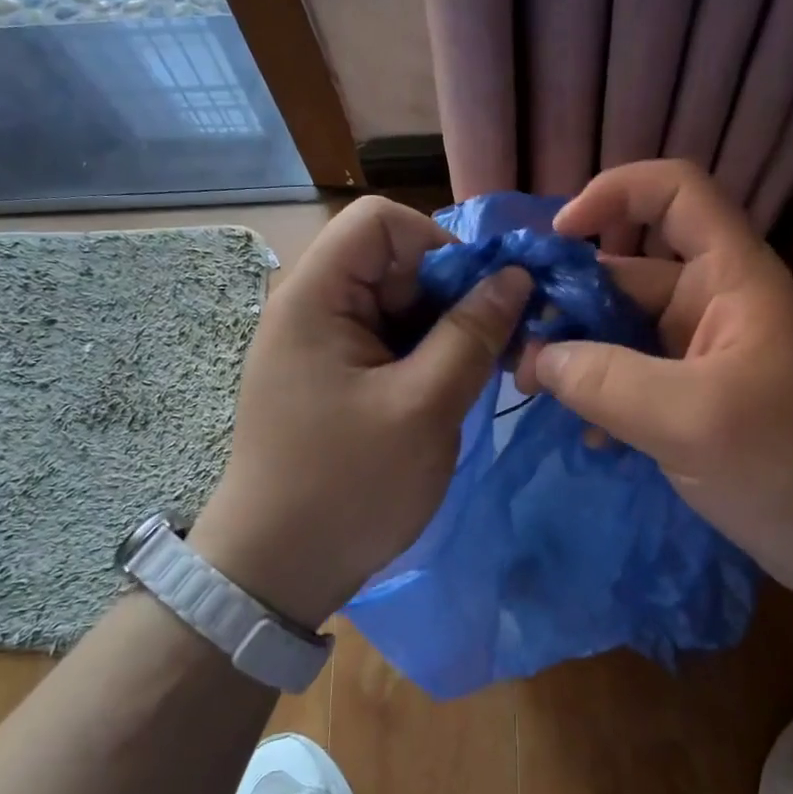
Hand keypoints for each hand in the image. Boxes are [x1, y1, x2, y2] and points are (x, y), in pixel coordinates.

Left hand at [187, 197, 530, 629]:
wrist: (276, 572)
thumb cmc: (347, 487)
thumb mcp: (424, 408)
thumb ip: (472, 334)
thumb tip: (515, 277)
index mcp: (315, 297)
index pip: (381, 221)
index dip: (438, 245)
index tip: (478, 300)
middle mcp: (313, 307)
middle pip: (393, 261)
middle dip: (451, 293)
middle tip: (496, 345)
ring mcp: (322, 343)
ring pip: (399, 304)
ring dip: (446, 329)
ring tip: (480, 373)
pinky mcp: (335, 376)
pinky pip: (390, 341)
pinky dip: (427, 355)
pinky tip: (452, 390)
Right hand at [516, 160, 792, 610]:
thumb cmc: (791, 464)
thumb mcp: (691, 418)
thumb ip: (605, 380)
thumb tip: (537, 357)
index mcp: (730, 277)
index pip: (675, 191)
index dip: (614, 193)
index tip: (558, 238)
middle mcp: (713, 302)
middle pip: (629, 270)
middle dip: (571, 300)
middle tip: (519, 350)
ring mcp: (703, 353)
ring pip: (624, 329)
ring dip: (580, 354)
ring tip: (537, 393)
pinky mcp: (696, 398)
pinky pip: (635, 377)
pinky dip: (604, 395)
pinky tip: (590, 437)